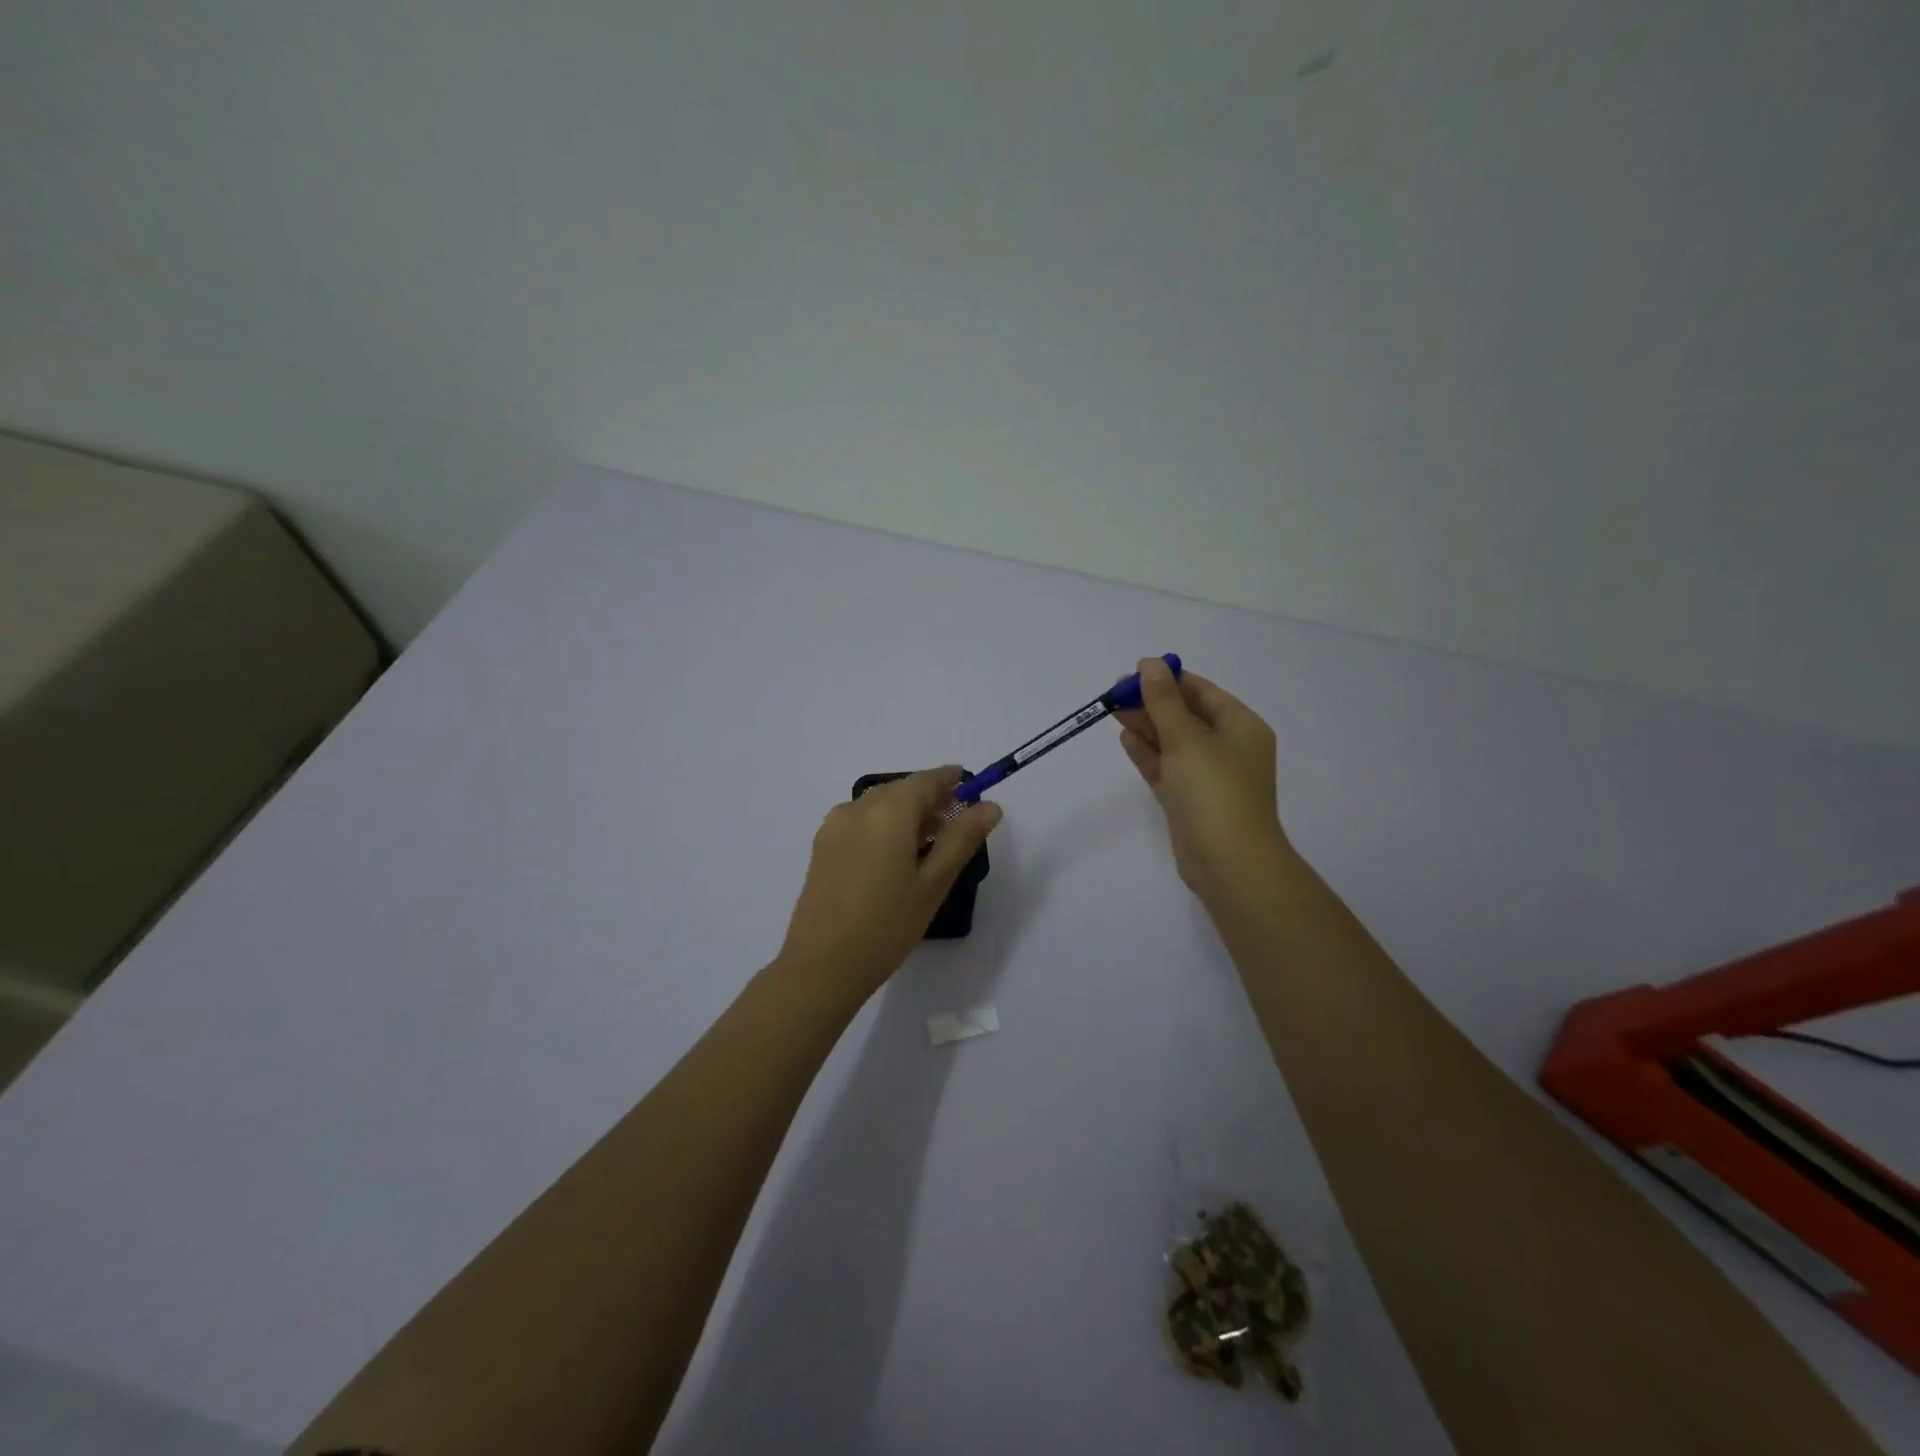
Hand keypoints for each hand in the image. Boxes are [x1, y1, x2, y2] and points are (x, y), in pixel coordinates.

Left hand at [776, 766, 1003, 999]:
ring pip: (879, 804)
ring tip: (926, 849)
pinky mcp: (821, 845)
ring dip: (905, 814)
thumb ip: (962, 839)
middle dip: (930, 800)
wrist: (822, 966)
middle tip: (954, 828)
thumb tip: (990, 807)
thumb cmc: (887, 925)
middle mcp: (858, 808)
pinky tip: (893, 859)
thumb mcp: (933, 884)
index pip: (927, 780)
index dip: (951, 781)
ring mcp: (834, 826)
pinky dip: (882, 826)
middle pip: (902, 790)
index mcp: (888, 811)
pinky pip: (860, 820)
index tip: (972, 792)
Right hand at [1114, 658, 1291, 899]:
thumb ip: (1163, 701)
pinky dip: (1148, 753)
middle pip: (1185, 715)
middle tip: (1114, 693)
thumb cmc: (1214, 792)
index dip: (1168, 679)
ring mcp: (1208, 776)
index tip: (1133, 672)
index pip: (1201, 692)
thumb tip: (1150, 663)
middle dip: (1152, 702)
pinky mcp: (1189, 800)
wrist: (1229, 863)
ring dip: (1146, 725)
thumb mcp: (1187, 738)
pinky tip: (1126, 738)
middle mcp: (1228, 747)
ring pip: (1173, 742)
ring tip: (1112, 710)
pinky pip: (1167, 767)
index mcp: (1241, 726)